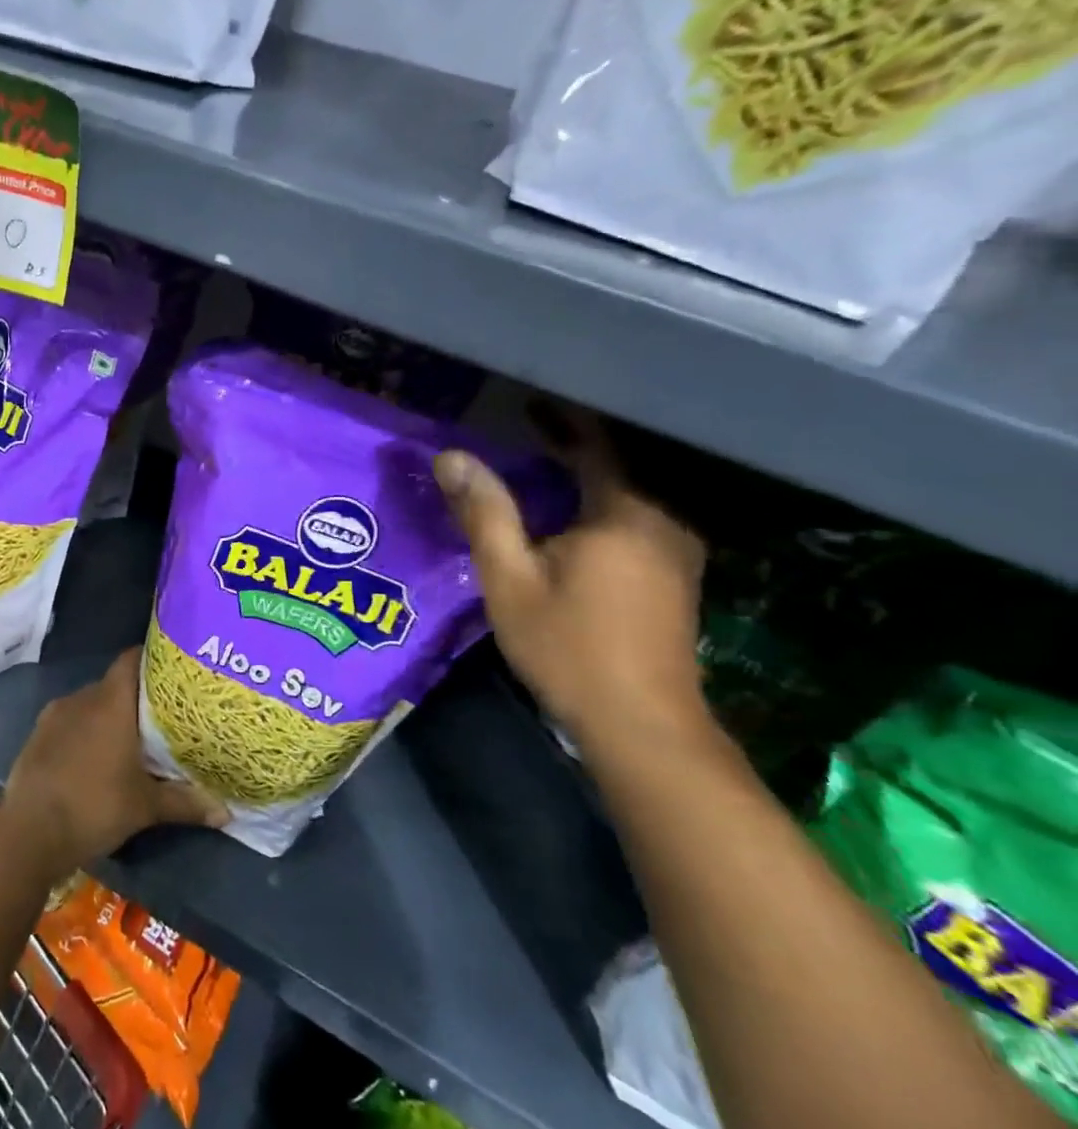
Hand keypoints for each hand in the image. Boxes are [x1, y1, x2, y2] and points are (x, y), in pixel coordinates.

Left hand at [3, 647, 226, 874]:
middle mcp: (81, 698)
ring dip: (108, 717)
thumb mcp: (146, 807)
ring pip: (90, 705)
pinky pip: (69, 722)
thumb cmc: (94, 806)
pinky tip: (95, 758)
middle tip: (161, 716)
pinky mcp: (37, 736)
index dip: (151, 659)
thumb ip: (186, 802)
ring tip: (130, 739)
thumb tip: (226, 812)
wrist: (28, 833)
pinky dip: (84, 732)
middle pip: (114, 685)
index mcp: (110, 702)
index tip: (173, 671)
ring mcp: (54, 716)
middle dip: (135, 698)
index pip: (131, 659)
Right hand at [435, 411, 708, 748]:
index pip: (593, 447)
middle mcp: (662, 522)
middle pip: (613, 470)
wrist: (641, 725)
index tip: (528, 403)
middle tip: (524, 437)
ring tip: (541, 473)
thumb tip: (451, 457)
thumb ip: (485, 513)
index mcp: (623, 514)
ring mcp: (677, 553)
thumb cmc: (567, 646)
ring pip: (625, 499)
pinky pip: (634, 524)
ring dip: (585, 483)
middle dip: (570, 451)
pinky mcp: (677, 580)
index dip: (560, 422)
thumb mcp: (510, 578)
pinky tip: (571, 524)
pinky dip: (600, 511)